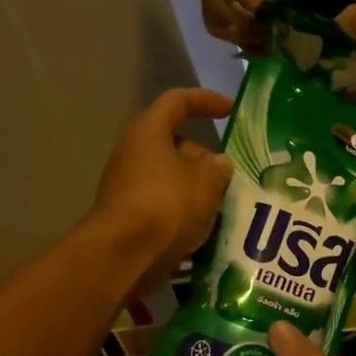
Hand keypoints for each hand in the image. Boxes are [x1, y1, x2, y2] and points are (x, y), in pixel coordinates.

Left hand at [90, 88, 235, 292]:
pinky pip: (164, 202)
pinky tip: (205, 226)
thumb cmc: (167, 204)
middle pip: (174, 143)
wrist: (124, 255)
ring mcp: (127, 184)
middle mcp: (133, 152)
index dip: (206, 101)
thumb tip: (218, 163)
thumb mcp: (208, 181)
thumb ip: (219, 167)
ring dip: (197, 186)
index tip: (230, 110)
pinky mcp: (129, 214)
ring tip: (224, 203)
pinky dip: (185, 208)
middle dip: (205, 157)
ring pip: (170, 176)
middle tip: (230, 174)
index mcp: (149, 131)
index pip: (178, 101)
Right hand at [198, 0, 280, 48]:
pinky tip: (255, 44)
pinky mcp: (211, 3)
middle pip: (214, 7)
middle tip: (266, 31)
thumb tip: (261, 9)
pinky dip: (235, 38)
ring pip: (213, 22)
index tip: (261, 10)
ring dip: (237, 36)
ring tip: (261, 42)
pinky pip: (217, 26)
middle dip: (241, 23)